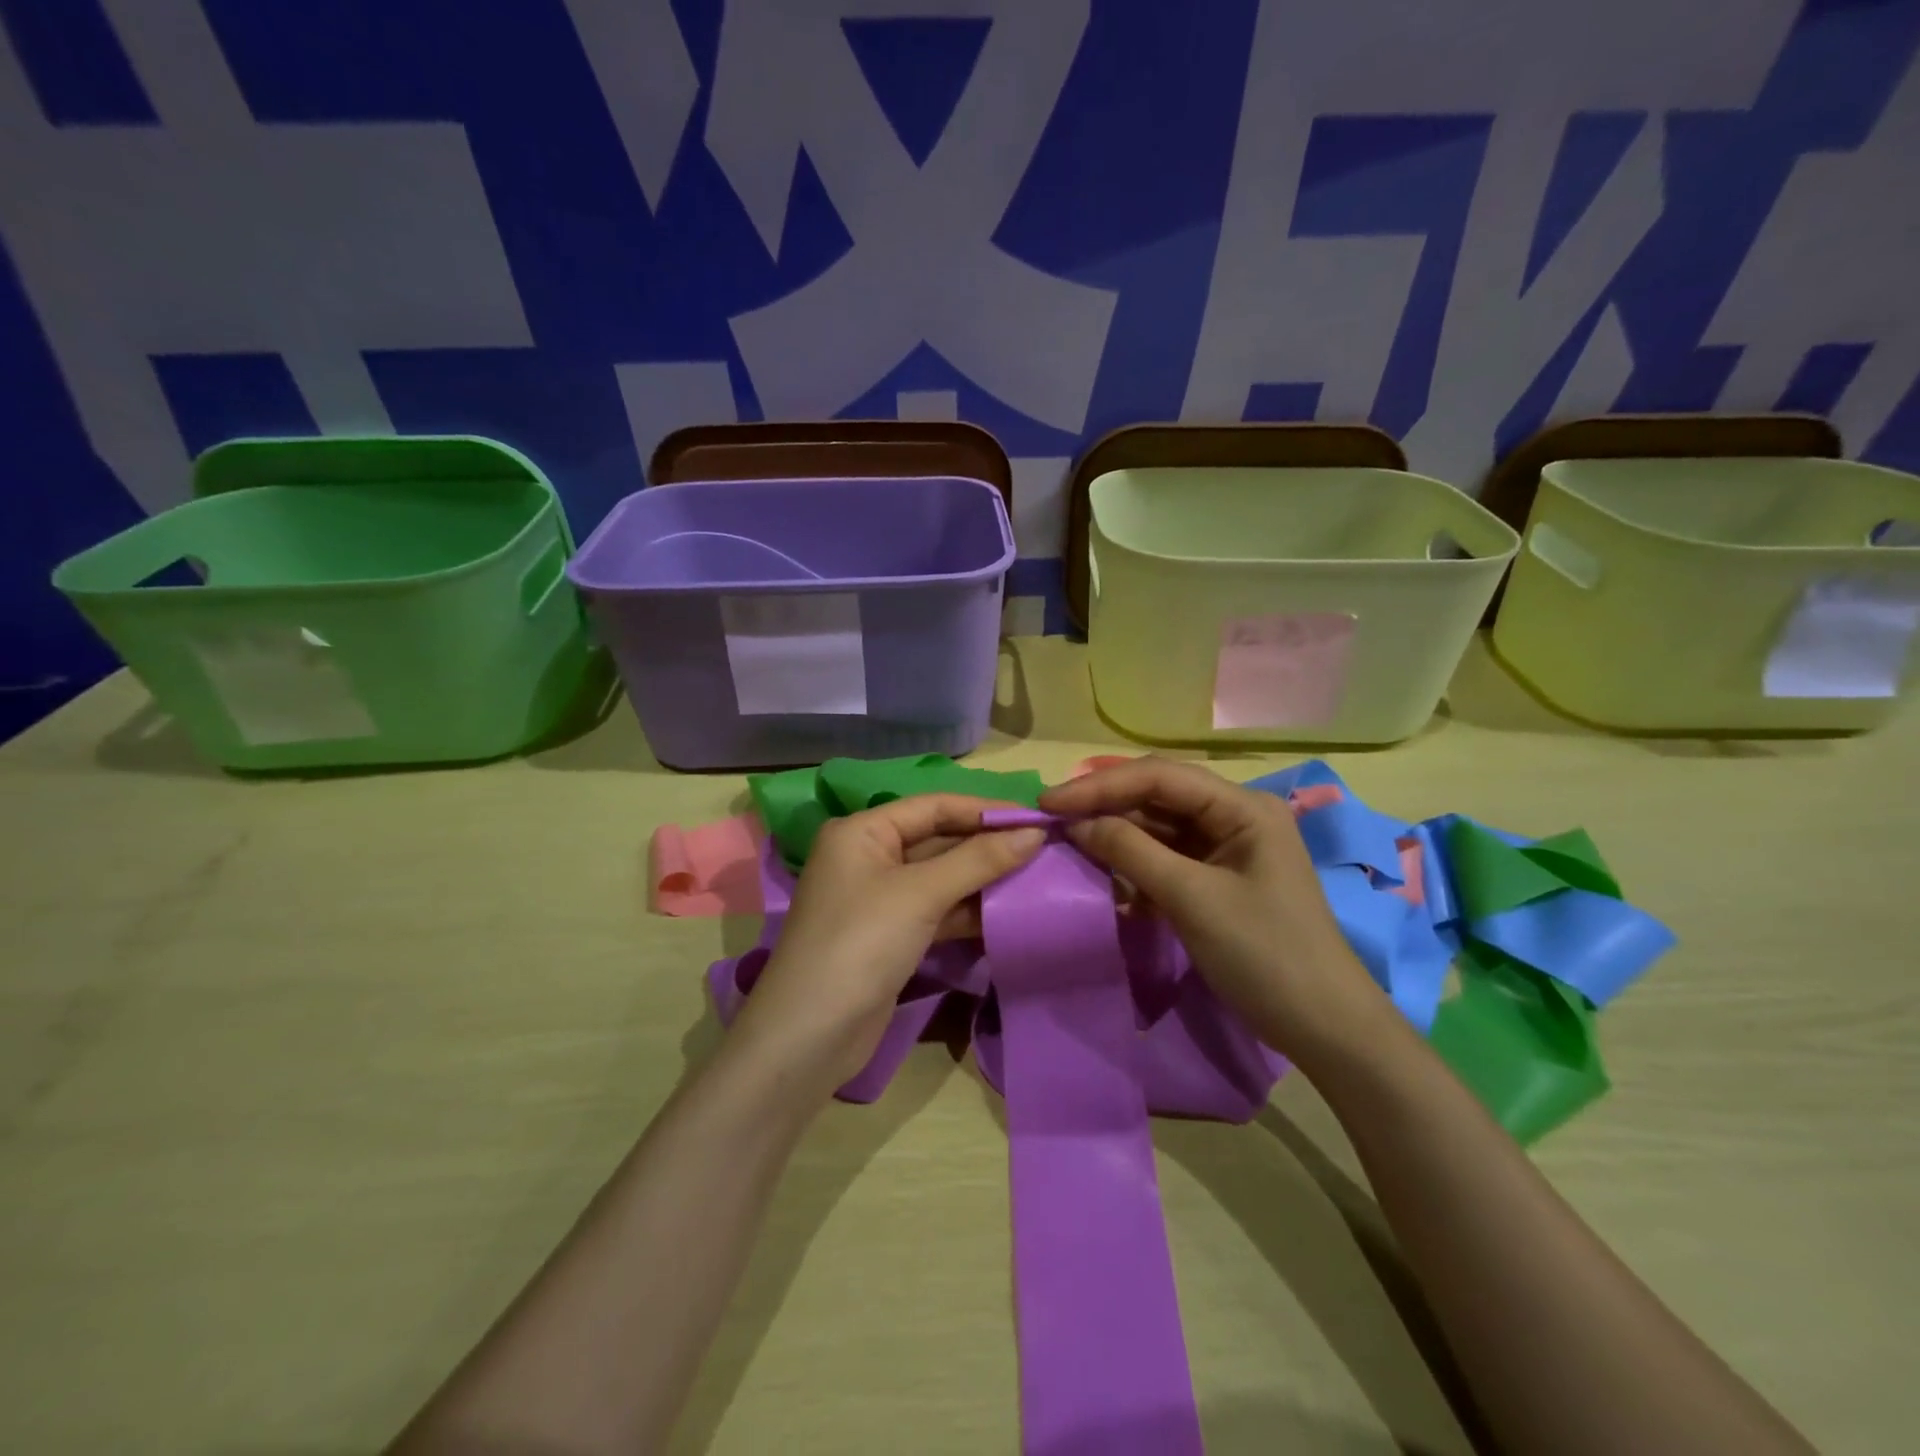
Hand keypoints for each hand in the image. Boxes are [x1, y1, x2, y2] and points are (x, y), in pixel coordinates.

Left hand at [729, 796, 1045, 1092]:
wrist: (810, 1037)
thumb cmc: (861, 943)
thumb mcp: (920, 894)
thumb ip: (978, 860)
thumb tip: (1033, 832)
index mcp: (863, 832)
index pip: (933, 806)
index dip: (984, 810)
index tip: (1036, 817)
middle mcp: (869, 857)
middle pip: (938, 840)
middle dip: (987, 845)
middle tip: (1044, 848)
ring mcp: (879, 899)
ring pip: (941, 878)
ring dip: (983, 879)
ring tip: (1036, 877)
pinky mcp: (891, 936)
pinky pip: (937, 910)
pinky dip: (968, 911)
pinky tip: (1007, 912)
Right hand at [1040, 758, 1387, 1066]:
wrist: (1324, 1027)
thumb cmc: (1264, 955)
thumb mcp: (1191, 898)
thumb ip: (1131, 851)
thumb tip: (1076, 823)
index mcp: (1242, 806)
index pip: (1160, 777)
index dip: (1100, 785)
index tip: (1048, 803)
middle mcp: (1235, 815)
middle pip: (1158, 796)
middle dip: (1105, 806)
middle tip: (1051, 819)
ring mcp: (1227, 848)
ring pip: (1159, 828)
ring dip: (1116, 836)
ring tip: (1067, 843)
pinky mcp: (1218, 879)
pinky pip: (1167, 858)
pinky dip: (1134, 865)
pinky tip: (1105, 876)